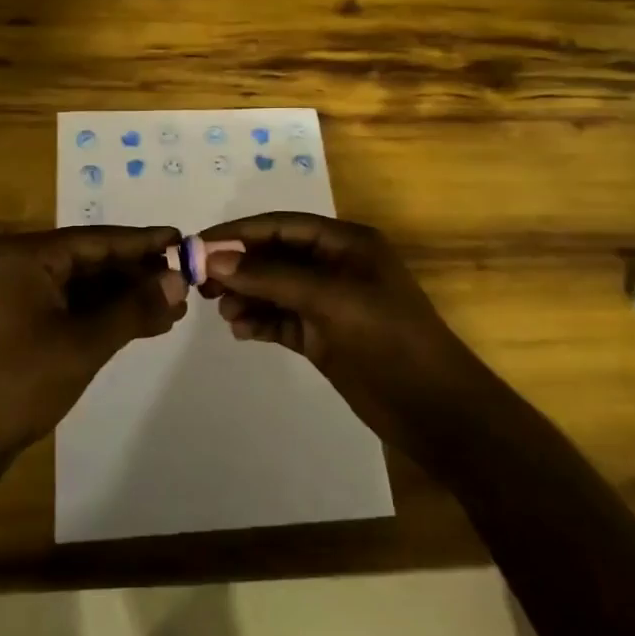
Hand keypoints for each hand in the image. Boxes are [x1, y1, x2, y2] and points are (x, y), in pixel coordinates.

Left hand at [0, 226, 188, 457]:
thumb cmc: (19, 384)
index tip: (184, 241)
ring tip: (174, 309)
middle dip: (139, 274)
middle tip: (186, 283)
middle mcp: (24, 266)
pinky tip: (145, 325)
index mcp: (29, 257)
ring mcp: (23, 296)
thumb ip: (134, 308)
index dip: (143, 242)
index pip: (98, 239)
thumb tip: (179, 280)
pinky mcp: (26, 324)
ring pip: (88, 286)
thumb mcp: (84, 344)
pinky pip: (76, 307)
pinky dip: (108, 315)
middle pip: (93, 260)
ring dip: (127, 297)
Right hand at [198, 212, 482, 450]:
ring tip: (223, 312)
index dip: (240, 232)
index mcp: (346, 243)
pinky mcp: (323, 336)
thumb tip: (215, 258)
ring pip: (274, 289)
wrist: (435, 410)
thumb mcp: (330, 299)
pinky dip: (259, 321)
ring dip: (246, 296)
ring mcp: (329, 303)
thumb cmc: (388, 339)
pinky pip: (281, 319)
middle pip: (275, 255)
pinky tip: (240, 330)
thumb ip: (271, 277)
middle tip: (200, 282)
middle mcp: (335, 266)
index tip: (199, 244)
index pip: (283, 225)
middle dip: (239, 266)